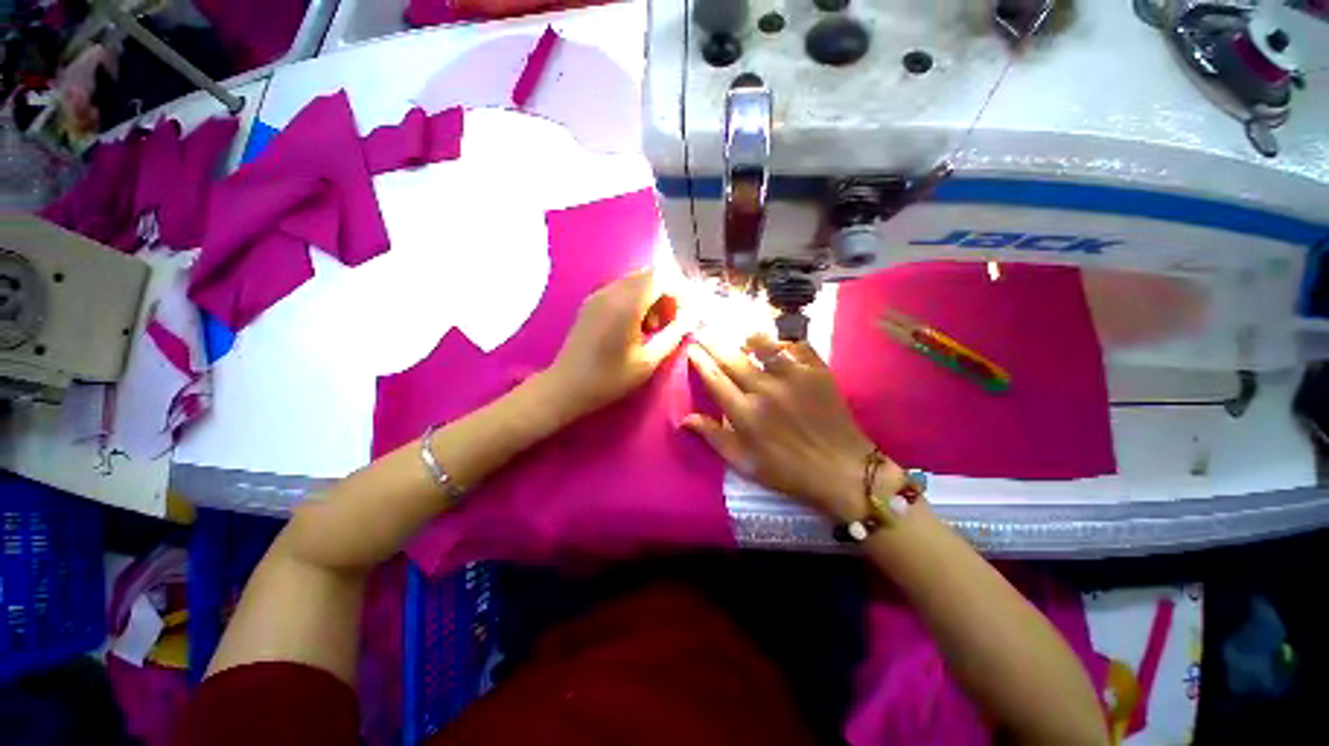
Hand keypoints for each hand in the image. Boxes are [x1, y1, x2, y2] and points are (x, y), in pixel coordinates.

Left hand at [545, 268, 691, 418]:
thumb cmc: (610, 378)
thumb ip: (673, 335)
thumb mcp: (648, 361)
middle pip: (648, 275)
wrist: (566, 386)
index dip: (678, 293)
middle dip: (665, 294)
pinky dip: (635, 300)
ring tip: (652, 328)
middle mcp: (611, 291)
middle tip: (669, 323)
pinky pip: (620, 289)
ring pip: (635, 281)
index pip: (661, 278)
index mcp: (627, 304)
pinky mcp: (590, 302)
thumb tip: (692, 317)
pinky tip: (633, 326)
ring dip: (650, 297)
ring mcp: (598, 295)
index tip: (682, 317)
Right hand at [685, 333, 898, 520]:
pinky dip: (784, 341)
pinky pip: (797, 345)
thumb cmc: (788, 470)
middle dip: (714, 342)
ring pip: (764, 345)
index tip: (692, 348)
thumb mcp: (744, 463)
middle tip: (705, 330)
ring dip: (748, 338)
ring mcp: (794, 377)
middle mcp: (766, 390)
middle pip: (733, 358)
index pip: (715, 379)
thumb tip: (685, 418)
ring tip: (741, 336)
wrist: (842, 470)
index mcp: (746, 414)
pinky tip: (779, 345)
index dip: (700, 361)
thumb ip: (714, 437)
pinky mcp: (818, 372)